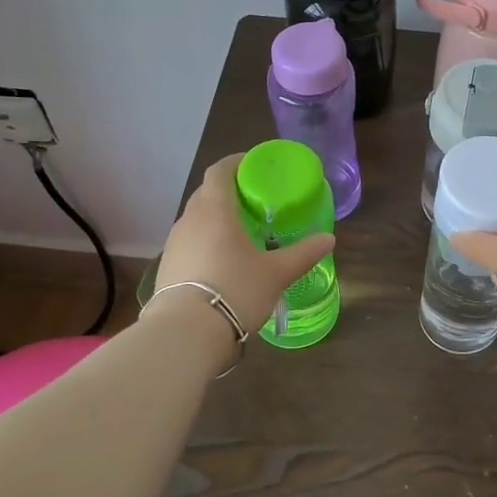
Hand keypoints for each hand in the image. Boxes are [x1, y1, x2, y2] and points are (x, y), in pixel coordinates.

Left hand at [153, 154, 335, 332]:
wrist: (186, 333)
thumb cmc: (235, 290)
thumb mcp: (276, 273)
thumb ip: (303, 253)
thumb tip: (329, 239)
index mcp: (215, 210)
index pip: (220, 171)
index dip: (236, 163)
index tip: (254, 166)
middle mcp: (189, 220)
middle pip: (207, 194)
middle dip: (229, 192)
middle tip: (255, 202)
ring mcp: (174, 244)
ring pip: (196, 219)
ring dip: (216, 218)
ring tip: (241, 232)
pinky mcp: (167, 267)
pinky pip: (189, 242)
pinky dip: (206, 241)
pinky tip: (222, 261)